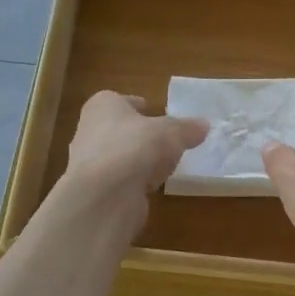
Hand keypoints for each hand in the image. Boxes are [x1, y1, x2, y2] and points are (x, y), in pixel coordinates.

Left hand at [63, 92, 207, 199]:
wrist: (104, 195)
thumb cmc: (135, 146)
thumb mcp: (171, 132)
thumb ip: (187, 128)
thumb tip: (204, 125)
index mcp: (103, 106)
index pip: (121, 101)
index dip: (139, 106)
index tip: (155, 112)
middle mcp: (90, 130)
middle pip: (121, 129)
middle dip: (141, 135)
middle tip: (166, 140)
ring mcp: (90, 163)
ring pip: (121, 156)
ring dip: (139, 161)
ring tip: (165, 165)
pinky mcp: (97, 191)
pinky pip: (122, 181)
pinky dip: (136, 182)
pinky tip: (153, 187)